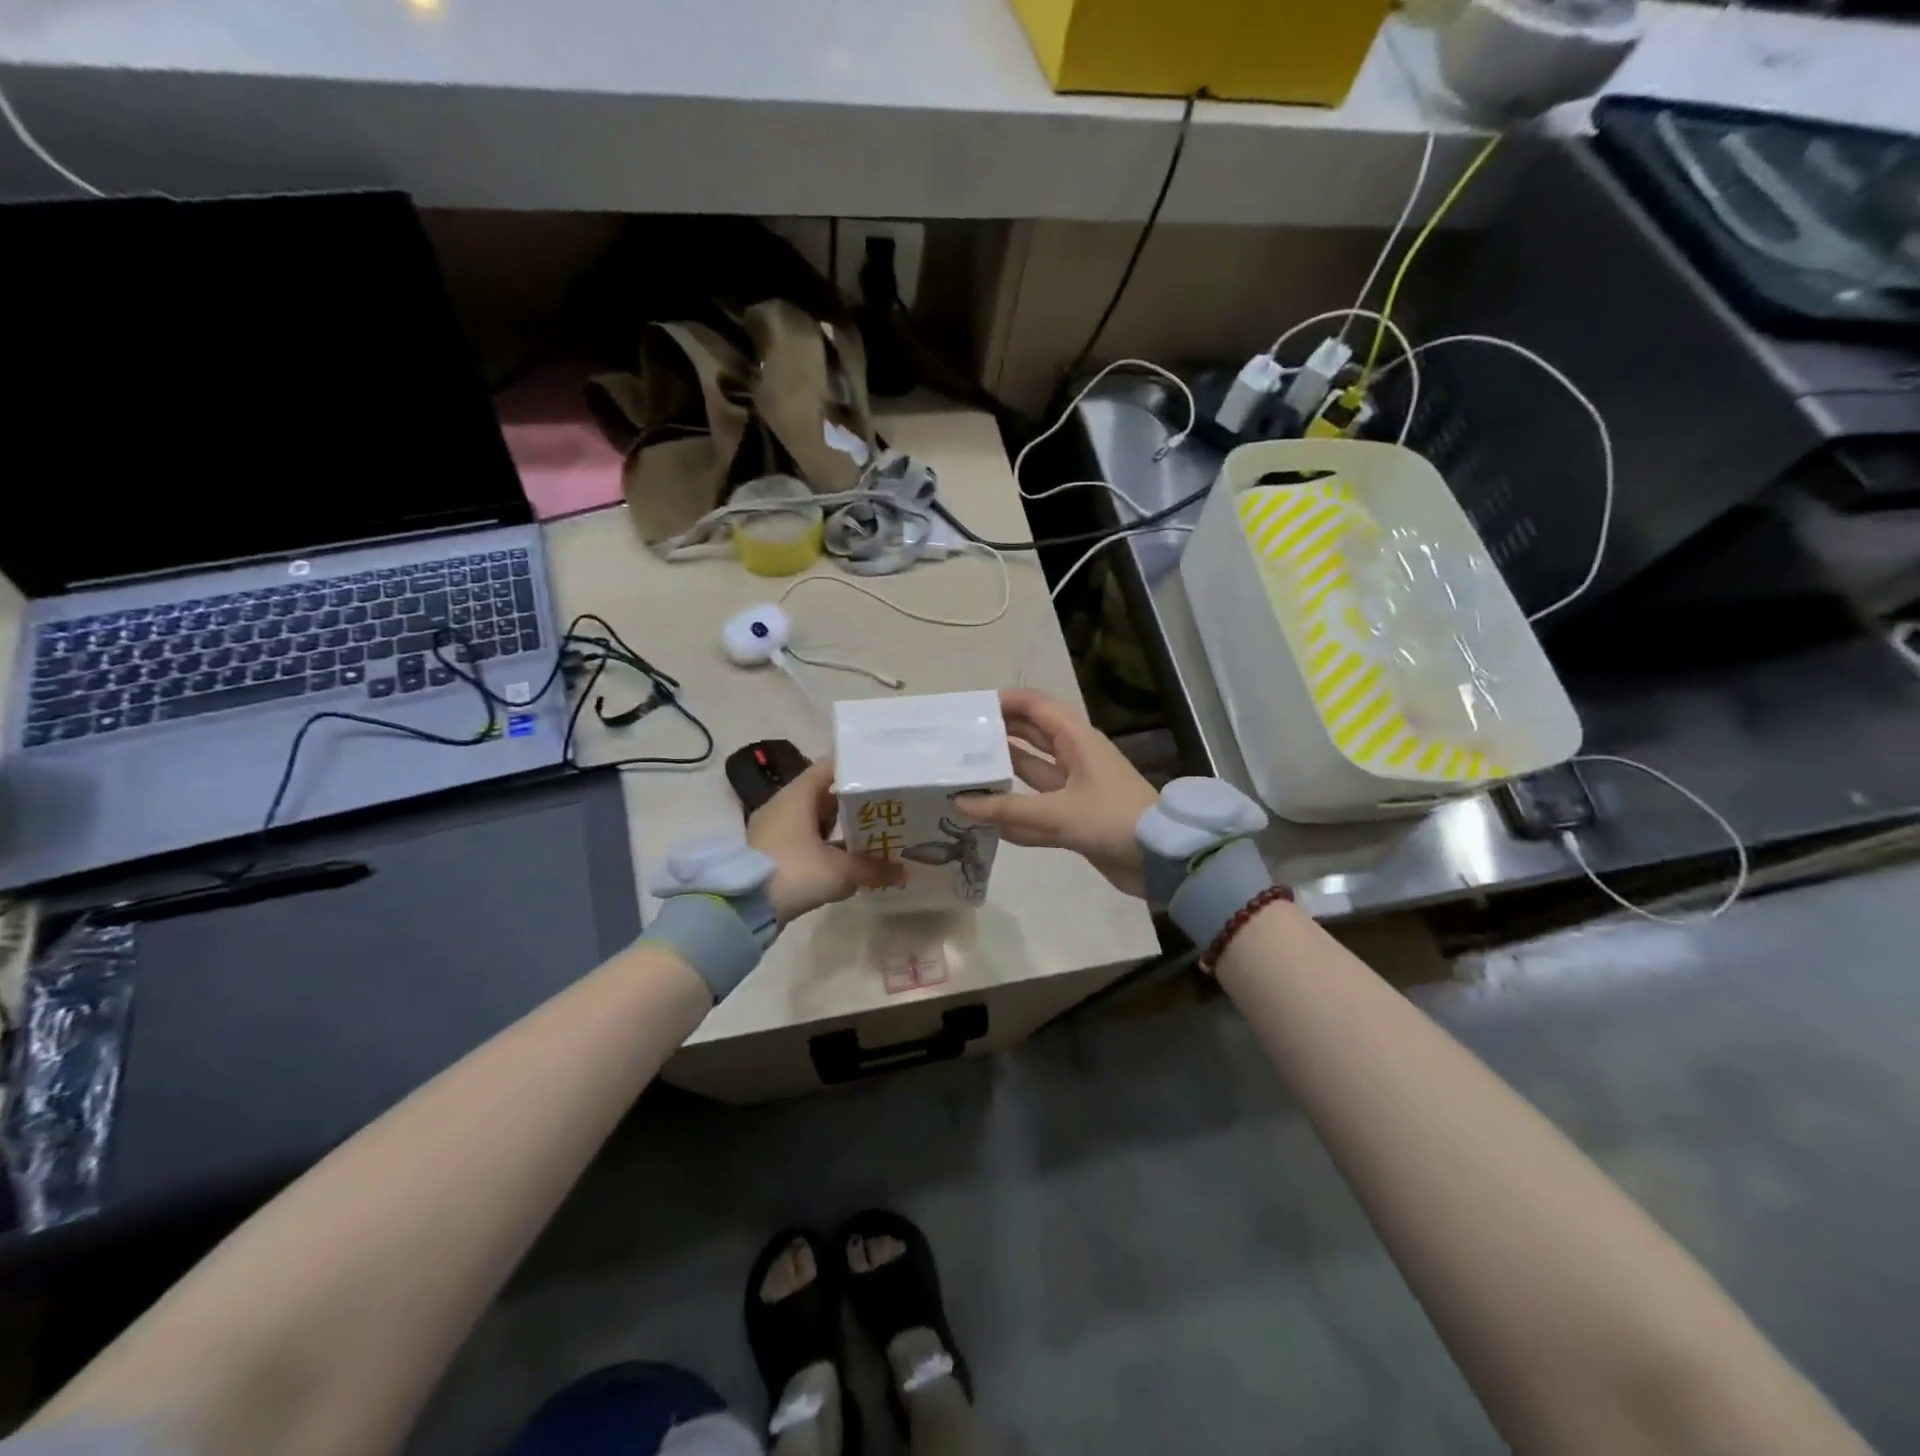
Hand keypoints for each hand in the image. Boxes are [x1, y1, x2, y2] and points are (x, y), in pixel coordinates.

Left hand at [748, 758, 903, 923]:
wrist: (742, 908)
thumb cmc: (794, 872)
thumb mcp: (840, 870)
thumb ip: (873, 868)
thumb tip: (904, 871)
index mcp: (797, 795)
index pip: (830, 767)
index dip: (856, 768)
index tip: (881, 774)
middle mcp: (783, 806)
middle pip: (824, 794)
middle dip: (854, 803)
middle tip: (885, 807)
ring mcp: (774, 830)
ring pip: (814, 821)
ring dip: (840, 828)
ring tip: (873, 835)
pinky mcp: (771, 854)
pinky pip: (805, 841)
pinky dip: (825, 847)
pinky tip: (848, 861)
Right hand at [955, 688, 1157, 897]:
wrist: (1161, 860)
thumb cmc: (1112, 820)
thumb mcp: (1058, 812)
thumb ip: (1008, 809)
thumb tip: (960, 801)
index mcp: (1078, 741)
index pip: (1038, 707)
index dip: (1008, 703)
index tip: (972, 710)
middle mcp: (1075, 758)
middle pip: (1033, 736)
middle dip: (1000, 735)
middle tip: (960, 742)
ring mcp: (1076, 789)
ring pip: (1034, 772)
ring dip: (1005, 773)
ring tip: (965, 774)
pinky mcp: (1077, 817)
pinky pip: (1039, 808)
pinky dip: (1017, 812)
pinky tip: (988, 819)